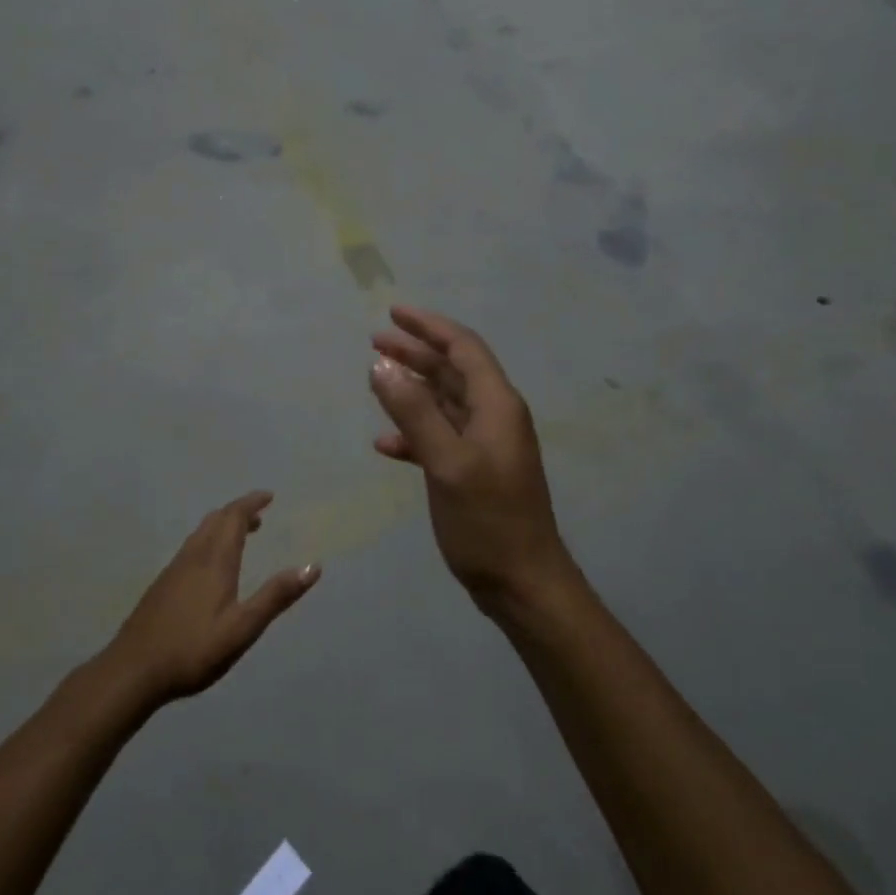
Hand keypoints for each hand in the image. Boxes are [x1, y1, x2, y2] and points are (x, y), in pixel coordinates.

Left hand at [103, 492, 319, 707]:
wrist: (133, 670)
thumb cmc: (193, 650)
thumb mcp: (243, 628)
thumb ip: (276, 596)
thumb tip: (312, 566)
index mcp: (215, 561)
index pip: (234, 518)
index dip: (251, 503)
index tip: (269, 496)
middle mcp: (193, 557)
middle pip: (216, 520)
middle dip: (238, 512)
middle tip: (260, 515)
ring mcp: (173, 570)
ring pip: (200, 533)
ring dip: (223, 526)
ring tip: (241, 535)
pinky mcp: (162, 585)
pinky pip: (191, 547)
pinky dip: (209, 541)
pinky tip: (210, 566)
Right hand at [369, 307, 577, 614]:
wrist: (521, 581)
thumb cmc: (488, 520)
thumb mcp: (446, 463)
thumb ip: (414, 412)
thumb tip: (381, 365)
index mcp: (496, 405)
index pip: (463, 348)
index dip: (429, 326)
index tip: (393, 313)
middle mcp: (493, 416)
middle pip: (452, 371)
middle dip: (415, 353)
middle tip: (375, 341)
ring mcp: (484, 445)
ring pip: (444, 403)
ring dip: (411, 389)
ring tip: (374, 380)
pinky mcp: (473, 471)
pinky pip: (439, 437)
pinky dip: (413, 433)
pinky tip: (385, 444)